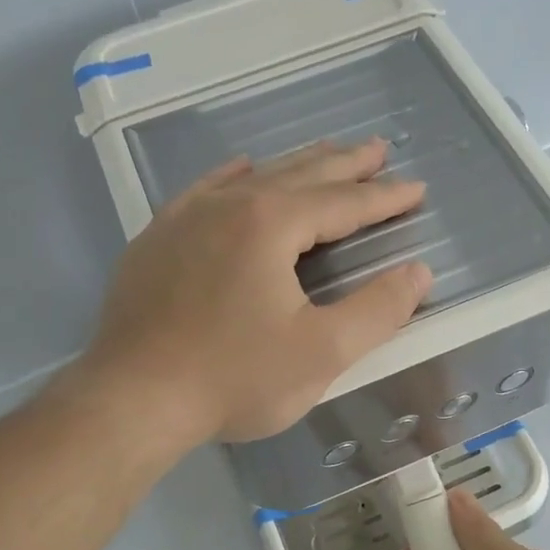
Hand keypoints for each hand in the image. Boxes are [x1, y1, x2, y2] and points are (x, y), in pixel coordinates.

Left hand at [85, 139, 432, 444]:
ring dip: (295, 166)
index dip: (384, 197)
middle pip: (299, 175)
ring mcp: (185, 219)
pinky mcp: (156, 240)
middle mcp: (227, 206)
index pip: (342, 202)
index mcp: (270, 224)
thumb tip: (418, 273)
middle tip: (376, 149)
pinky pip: (204, 191)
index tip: (416, 187)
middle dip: (344, 164)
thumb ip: (377, 310)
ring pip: (253, 178)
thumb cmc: (233, 378)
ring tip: (324, 154)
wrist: (131, 400)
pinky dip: (234, 177)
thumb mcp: (321, 352)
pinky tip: (242, 169)